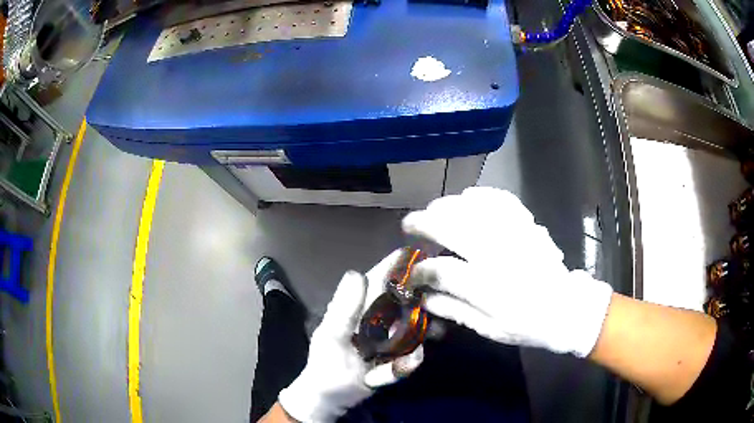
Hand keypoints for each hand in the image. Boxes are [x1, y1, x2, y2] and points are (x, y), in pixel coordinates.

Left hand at [278, 251, 423, 422]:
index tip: (422, 253)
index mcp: (358, 306)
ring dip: (426, 325)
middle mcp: (376, 317)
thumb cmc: (325, 366)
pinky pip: (411, 351)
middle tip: (443, 294)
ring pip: (414, 323)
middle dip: (424, 294)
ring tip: (439, 328)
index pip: (380, 278)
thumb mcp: (331, 337)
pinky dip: (413, 356)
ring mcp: (388, 337)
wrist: (330, 398)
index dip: (398, 265)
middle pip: (404, 299)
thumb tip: (358, 272)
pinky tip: (417, 357)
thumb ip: (343, 309)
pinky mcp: (396, 356)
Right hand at [403, 187, 613, 356]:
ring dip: (448, 205)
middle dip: (425, 222)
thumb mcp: (489, 329)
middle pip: (454, 228)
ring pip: (475, 209)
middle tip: (410, 223)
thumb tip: (424, 298)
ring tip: (434, 209)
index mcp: (490, 289)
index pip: (444, 271)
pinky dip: (483, 194)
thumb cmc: (527, 325)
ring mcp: (516, 236)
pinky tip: (469, 197)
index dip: (421, 270)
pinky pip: (503, 200)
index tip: (411, 273)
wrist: (566, 309)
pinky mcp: (528, 226)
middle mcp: (500, 257)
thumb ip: (455, 311)